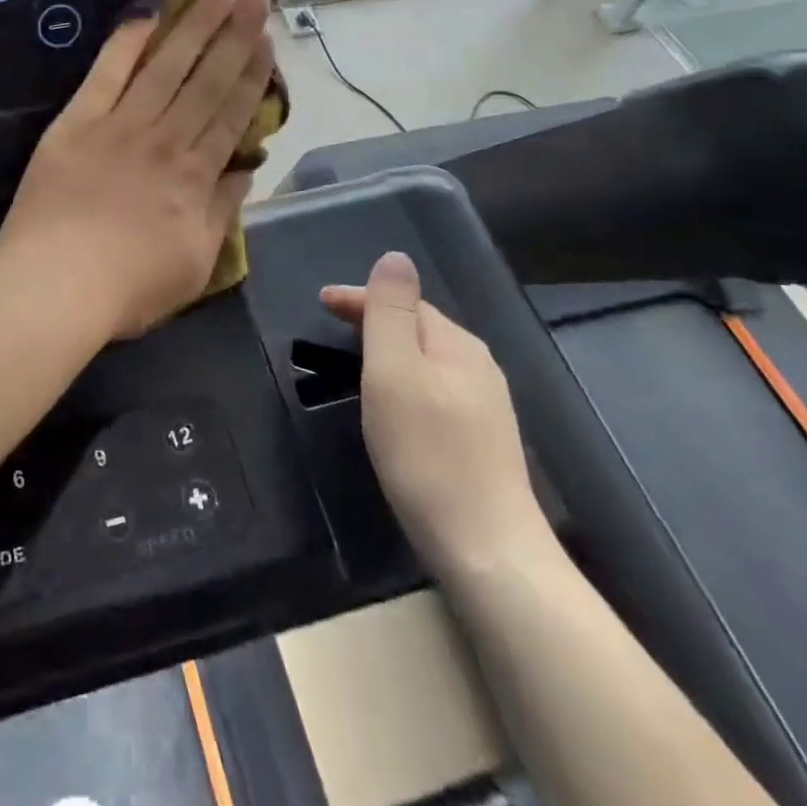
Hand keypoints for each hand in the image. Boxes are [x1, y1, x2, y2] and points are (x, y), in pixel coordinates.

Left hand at [0, 0, 274, 341]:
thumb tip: (244, 171)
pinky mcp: (77, 121)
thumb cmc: (128, 286)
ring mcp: (119, 125)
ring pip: (166, 67)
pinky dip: (127, 43)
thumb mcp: (196, 264)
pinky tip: (148, 15)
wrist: (54, 284)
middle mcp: (164, 140)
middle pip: (207, 80)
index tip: (267, 40)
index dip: (253, 74)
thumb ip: (222, 212)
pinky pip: (106, 73)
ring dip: (195, 26)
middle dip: (234, 36)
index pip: (232, 114)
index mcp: (195, 176)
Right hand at [321, 252, 551, 578]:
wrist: (486, 548)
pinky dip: (407, 379)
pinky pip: (436, 388)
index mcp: (457, 344)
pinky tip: (396, 403)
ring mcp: (486, 406)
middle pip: (420, 326)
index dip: (360, 296)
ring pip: (429, 359)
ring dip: (392, 349)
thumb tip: (395, 257)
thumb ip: (391, 312)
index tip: (320, 301)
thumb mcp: (395, 371)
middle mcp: (478, 366)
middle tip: (333, 325)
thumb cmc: (426, 452)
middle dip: (376, 318)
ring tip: (356, 357)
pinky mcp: (483, 440)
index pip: (404, 302)